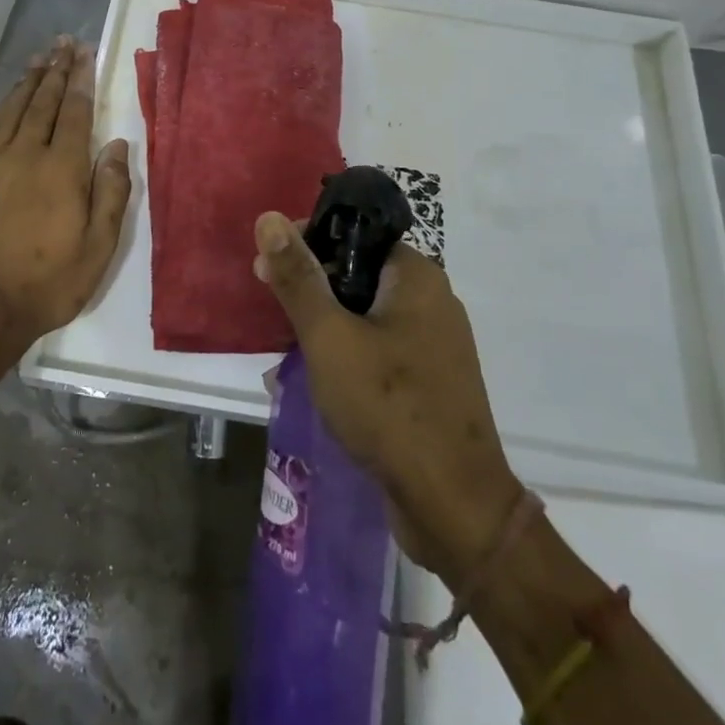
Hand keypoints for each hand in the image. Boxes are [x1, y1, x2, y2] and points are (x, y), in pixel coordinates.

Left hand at [0, 38, 130, 356]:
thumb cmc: (48, 283)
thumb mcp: (98, 247)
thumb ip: (111, 192)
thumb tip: (117, 145)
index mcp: (62, 169)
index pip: (75, 111)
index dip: (81, 79)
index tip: (84, 52)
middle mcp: (24, 155)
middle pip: (42, 102)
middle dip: (55, 70)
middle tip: (62, 43)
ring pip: (10, 112)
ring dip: (25, 83)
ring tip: (37, 59)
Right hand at [254, 212, 523, 586]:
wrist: (454, 507)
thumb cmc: (388, 407)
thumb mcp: (330, 337)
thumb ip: (298, 278)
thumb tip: (270, 218)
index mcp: (416, 276)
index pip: (355, 235)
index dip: (309, 244)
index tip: (270, 270)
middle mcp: (432, 300)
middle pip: (360, 273)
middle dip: (315, 289)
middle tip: (277, 313)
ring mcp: (436, 344)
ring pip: (368, 314)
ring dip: (329, 326)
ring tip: (292, 349)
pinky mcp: (432, 381)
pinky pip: (383, 349)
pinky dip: (351, 354)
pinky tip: (324, 380)